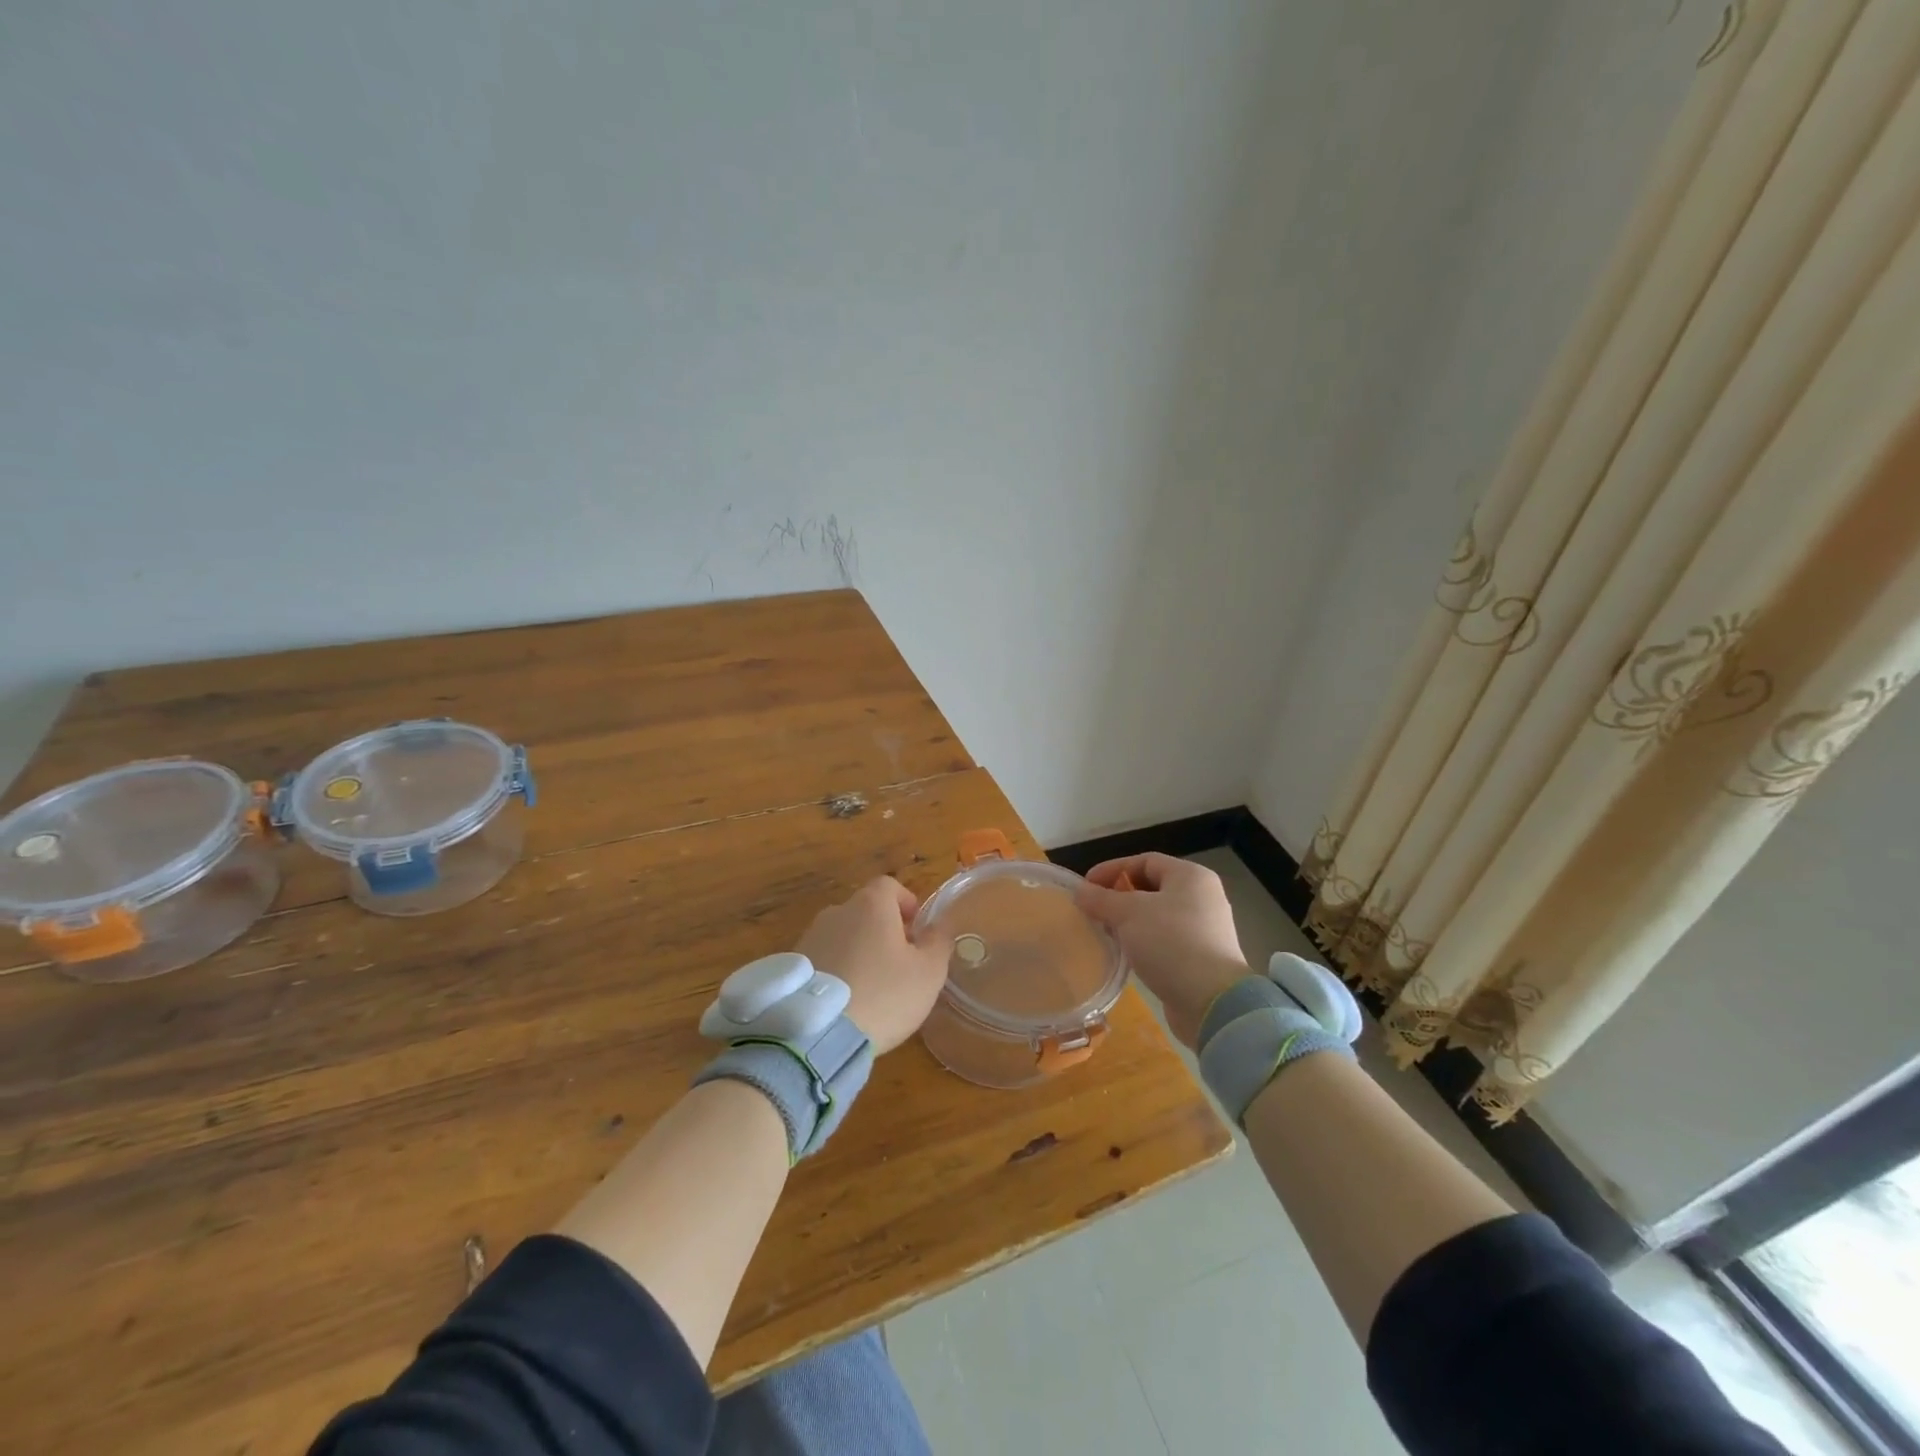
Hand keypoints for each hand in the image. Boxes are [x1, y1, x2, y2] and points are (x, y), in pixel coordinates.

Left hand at [797, 877, 952, 1054]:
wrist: (818, 1033)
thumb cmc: (884, 995)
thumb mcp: (928, 972)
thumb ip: (938, 942)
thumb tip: (938, 927)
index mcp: (870, 905)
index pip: (890, 886)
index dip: (906, 904)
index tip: (916, 931)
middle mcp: (836, 912)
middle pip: (865, 911)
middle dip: (883, 931)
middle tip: (899, 964)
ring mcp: (810, 937)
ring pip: (843, 936)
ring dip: (858, 951)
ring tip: (870, 987)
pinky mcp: (793, 966)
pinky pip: (823, 959)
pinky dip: (836, 971)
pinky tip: (845, 1002)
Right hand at [1077, 853, 1247, 1048]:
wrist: (1211, 1001)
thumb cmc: (1170, 943)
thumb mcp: (1128, 913)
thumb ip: (1101, 899)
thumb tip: (1080, 891)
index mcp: (1191, 876)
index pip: (1144, 860)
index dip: (1112, 869)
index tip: (1085, 886)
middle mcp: (1202, 897)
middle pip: (1151, 887)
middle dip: (1118, 896)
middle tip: (1093, 909)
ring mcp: (1204, 928)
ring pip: (1157, 915)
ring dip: (1128, 921)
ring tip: (1104, 931)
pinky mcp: (1201, 957)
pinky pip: (1165, 939)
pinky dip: (1143, 941)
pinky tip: (1124, 953)